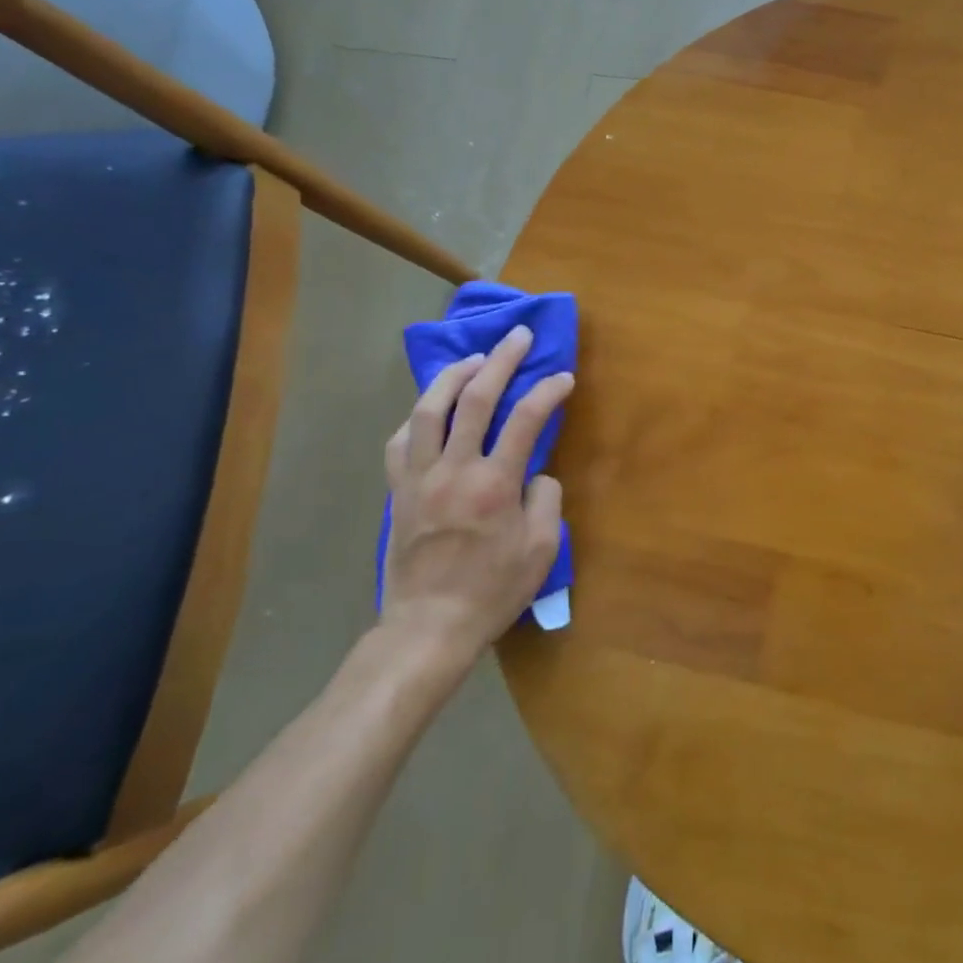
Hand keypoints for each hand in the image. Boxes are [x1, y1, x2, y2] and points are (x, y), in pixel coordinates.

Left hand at [380, 325, 575, 673]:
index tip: (564, 377)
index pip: (526, 419)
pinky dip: (418, 415)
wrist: (429, 626)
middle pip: (475, 398)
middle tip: (519, 336)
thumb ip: (546, 500)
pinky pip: (401, 440)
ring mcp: (419, 477)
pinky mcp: (398, 490)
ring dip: (453, 375)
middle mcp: (454, 469)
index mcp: (495, 484)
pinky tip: (431, 408)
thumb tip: (536, 473)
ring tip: (474, 359)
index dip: (548, 391)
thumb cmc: (493, 590)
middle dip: (502, 360)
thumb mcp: (541, 549)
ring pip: (428, 409)